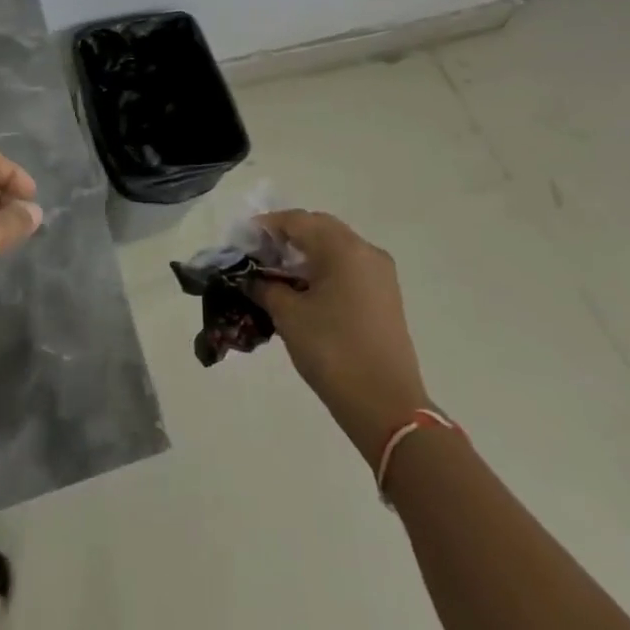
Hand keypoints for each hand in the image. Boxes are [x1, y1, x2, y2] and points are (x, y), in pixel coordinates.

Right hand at [253, 210, 429, 465]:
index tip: (241, 242)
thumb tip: (251, 277)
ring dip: (305, 254)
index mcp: (342, 247)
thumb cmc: (333, 352)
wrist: (388, 409)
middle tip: (259, 256)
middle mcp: (365, 250)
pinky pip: (348, 267)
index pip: (296, 221)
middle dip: (286, 237)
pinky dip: (324, 269)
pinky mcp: (385, 296)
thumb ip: (265, 286)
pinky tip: (305, 290)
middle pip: (317, 228)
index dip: (265, 227)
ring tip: (277, 275)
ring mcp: (380, 273)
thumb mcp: (289, 316)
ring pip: (334, 247)